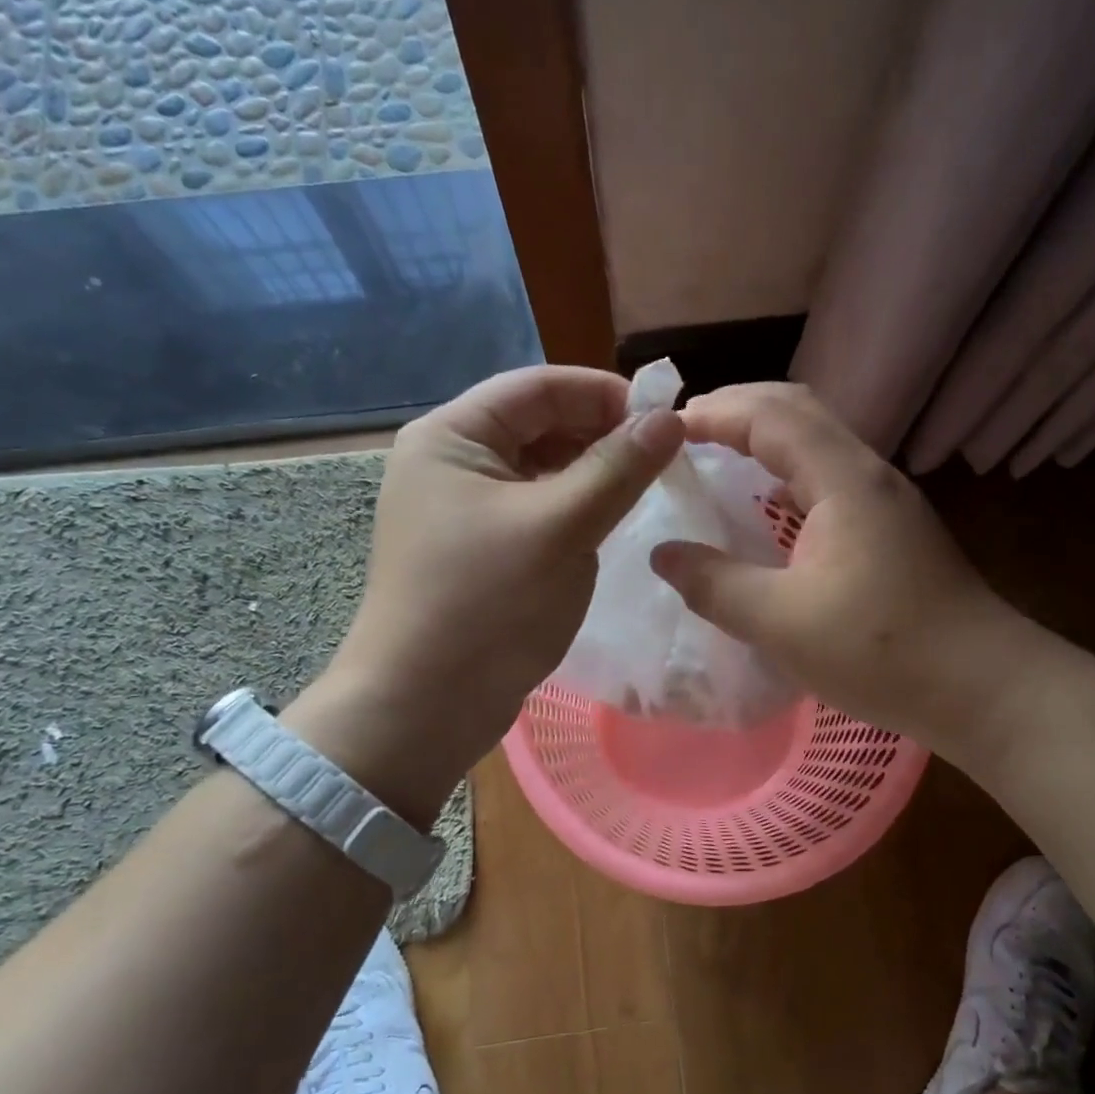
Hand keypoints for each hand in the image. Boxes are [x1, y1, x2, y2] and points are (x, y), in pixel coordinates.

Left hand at [285, 366, 682, 824]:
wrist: (424, 706)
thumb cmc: (487, 606)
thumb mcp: (560, 528)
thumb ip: (618, 469)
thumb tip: (670, 419)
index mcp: (451, 436)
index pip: (538, 387)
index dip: (604, 394)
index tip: (665, 417)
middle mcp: (451, 462)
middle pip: (539, 425)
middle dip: (601, 435)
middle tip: (663, 458)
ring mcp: (463, 510)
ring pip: (541, 471)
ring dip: (592, 474)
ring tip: (645, 489)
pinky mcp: (480, 550)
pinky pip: (536, 511)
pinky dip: (574, 510)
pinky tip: (609, 524)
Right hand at [650, 383, 1021, 755]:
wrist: (983, 689)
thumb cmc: (882, 652)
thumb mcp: (782, 623)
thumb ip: (715, 584)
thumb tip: (663, 554)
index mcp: (844, 480)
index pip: (771, 415)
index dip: (714, 412)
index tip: (663, 429)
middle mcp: (869, 474)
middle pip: (798, 411)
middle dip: (738, 410)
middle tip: (685, 433)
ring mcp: (886, 501)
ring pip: (817, 442)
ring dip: (765, 439)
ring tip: (717, 458)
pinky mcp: (893, 529)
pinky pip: (829, 477)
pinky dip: (787, 473)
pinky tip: (769, 509)